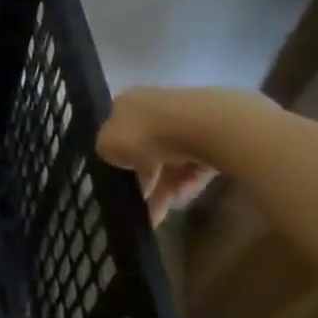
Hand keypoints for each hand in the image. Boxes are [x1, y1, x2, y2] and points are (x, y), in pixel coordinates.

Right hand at [95, 88, 237, 225]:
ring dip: (163, 187)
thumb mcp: (107, 145)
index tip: (120, 183)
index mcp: (126, 103)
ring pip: (170, 157)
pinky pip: (194, 161)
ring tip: (160, 214)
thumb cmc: (145, 134)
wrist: (200, 127)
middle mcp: (154, 106)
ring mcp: (185, 118)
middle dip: (144, 179)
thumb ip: (105, 150)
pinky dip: (186, 181)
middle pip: (146, 147)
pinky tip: (181, 198)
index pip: (117, 131)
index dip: (117, 158)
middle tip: (142, 207)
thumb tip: (114, 155)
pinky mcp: (212, 134)